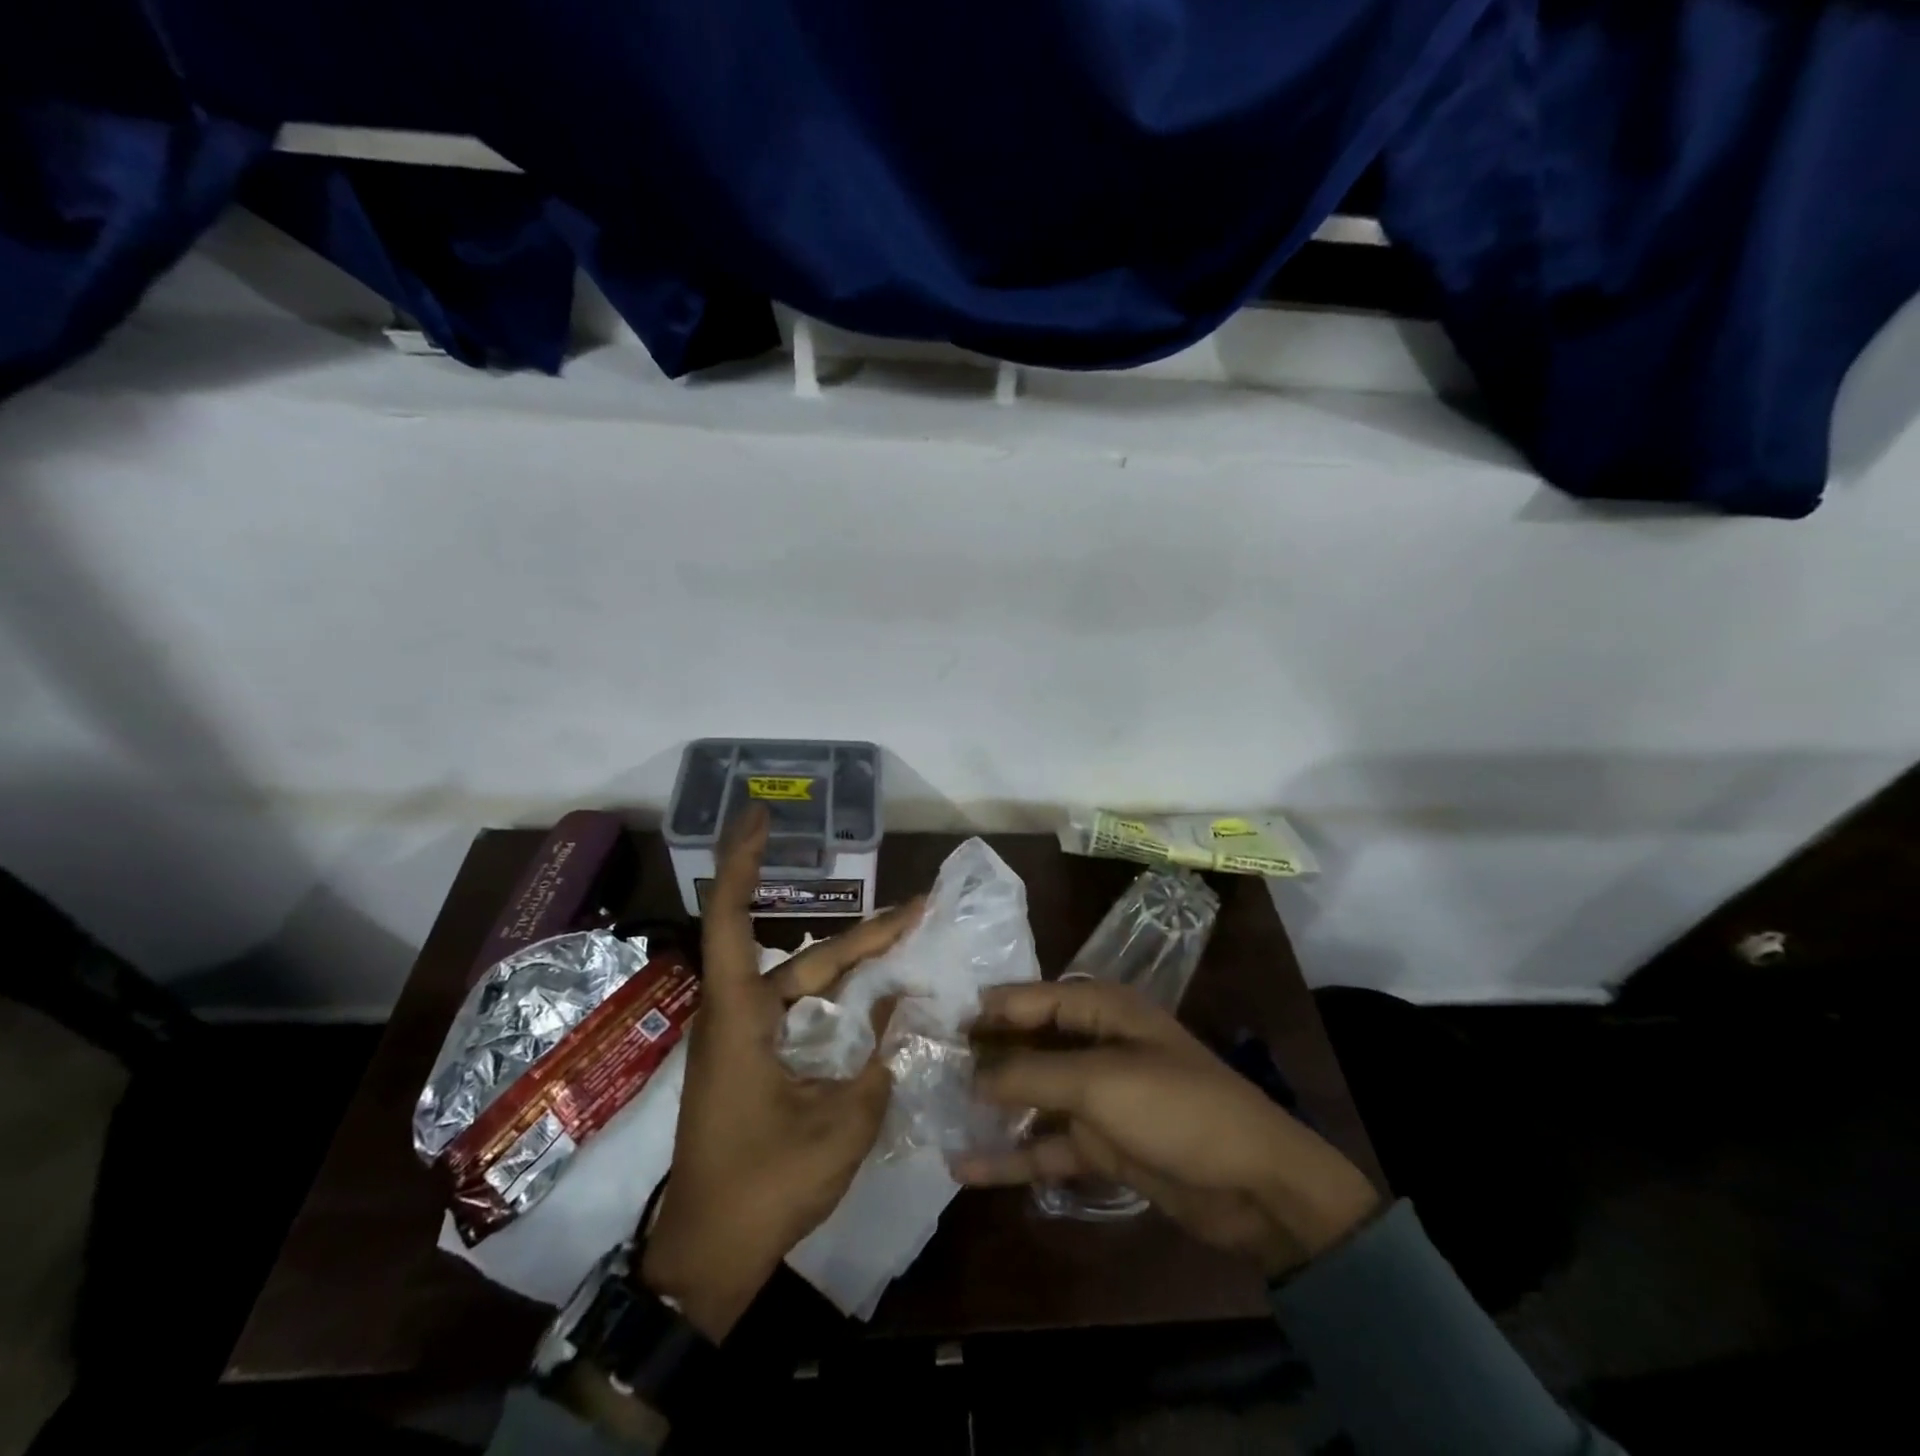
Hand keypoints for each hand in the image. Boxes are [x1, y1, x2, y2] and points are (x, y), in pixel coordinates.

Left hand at [640, 805, 920, 1339]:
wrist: (707, 1260)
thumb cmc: (764, 1187)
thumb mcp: (840, 1126)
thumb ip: (880, 1062)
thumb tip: (909, 1009)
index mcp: (740, 1017)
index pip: (730, 918)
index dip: (743, 861)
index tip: (761, 816)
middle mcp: (738, 1016)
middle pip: (802, 956)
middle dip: (863, 933)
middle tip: (918, 909)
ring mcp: (745, 1042)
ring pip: (805, 984)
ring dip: (853, 964)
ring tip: (907, 941)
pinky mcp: (754, 1065)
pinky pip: (801, 1013)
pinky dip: (838, 999)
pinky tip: (875, 999)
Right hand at [954, 980, 1380, 1278]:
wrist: (1254, 1185)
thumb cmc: (1177, 1108)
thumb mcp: (1100, 1082)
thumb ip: (1032, 1073)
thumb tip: (972, 1073)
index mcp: (1103, 1010)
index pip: (1033, 998)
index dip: (988, 1009)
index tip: (937, 1020)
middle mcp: (1095, 1045)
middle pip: (1028, 1045)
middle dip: (982, 1057)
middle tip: (924, 1067)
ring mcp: (1097, 1097)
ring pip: (1032, 1097)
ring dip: (991, 1108)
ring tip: (934, 1113)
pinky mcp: (1101, 1144)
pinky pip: (1046, 1145)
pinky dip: (1012, 1155)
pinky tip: (966, 1167)